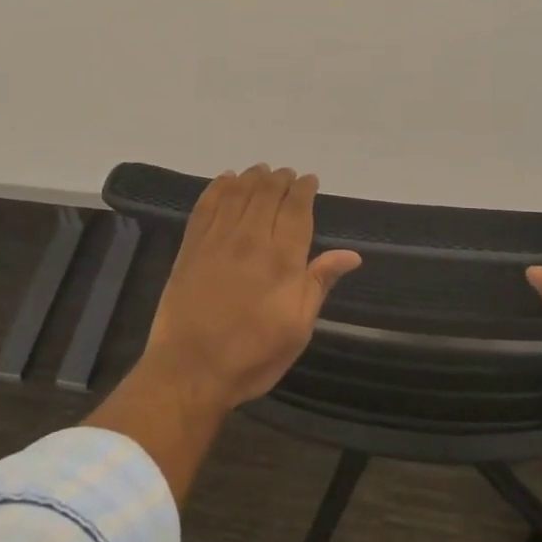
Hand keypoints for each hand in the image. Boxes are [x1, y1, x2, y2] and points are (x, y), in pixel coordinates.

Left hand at [140, 165, 362, 412]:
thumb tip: (351, 255)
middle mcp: (251, 239)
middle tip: (287, 173)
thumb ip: (319, 283)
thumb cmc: (253, 355)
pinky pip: (206, 205)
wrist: (190, 370)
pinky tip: (225, 180)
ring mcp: (217, 239)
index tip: (309, 180)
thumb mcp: (298, 328)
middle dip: (280, 178)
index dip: (304, 190)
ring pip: (238, 192)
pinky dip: (218, 187)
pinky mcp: (191, 246)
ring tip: (261, 170)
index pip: (297, 209)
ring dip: (252, 176)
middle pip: (268, 193)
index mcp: (282, 259)